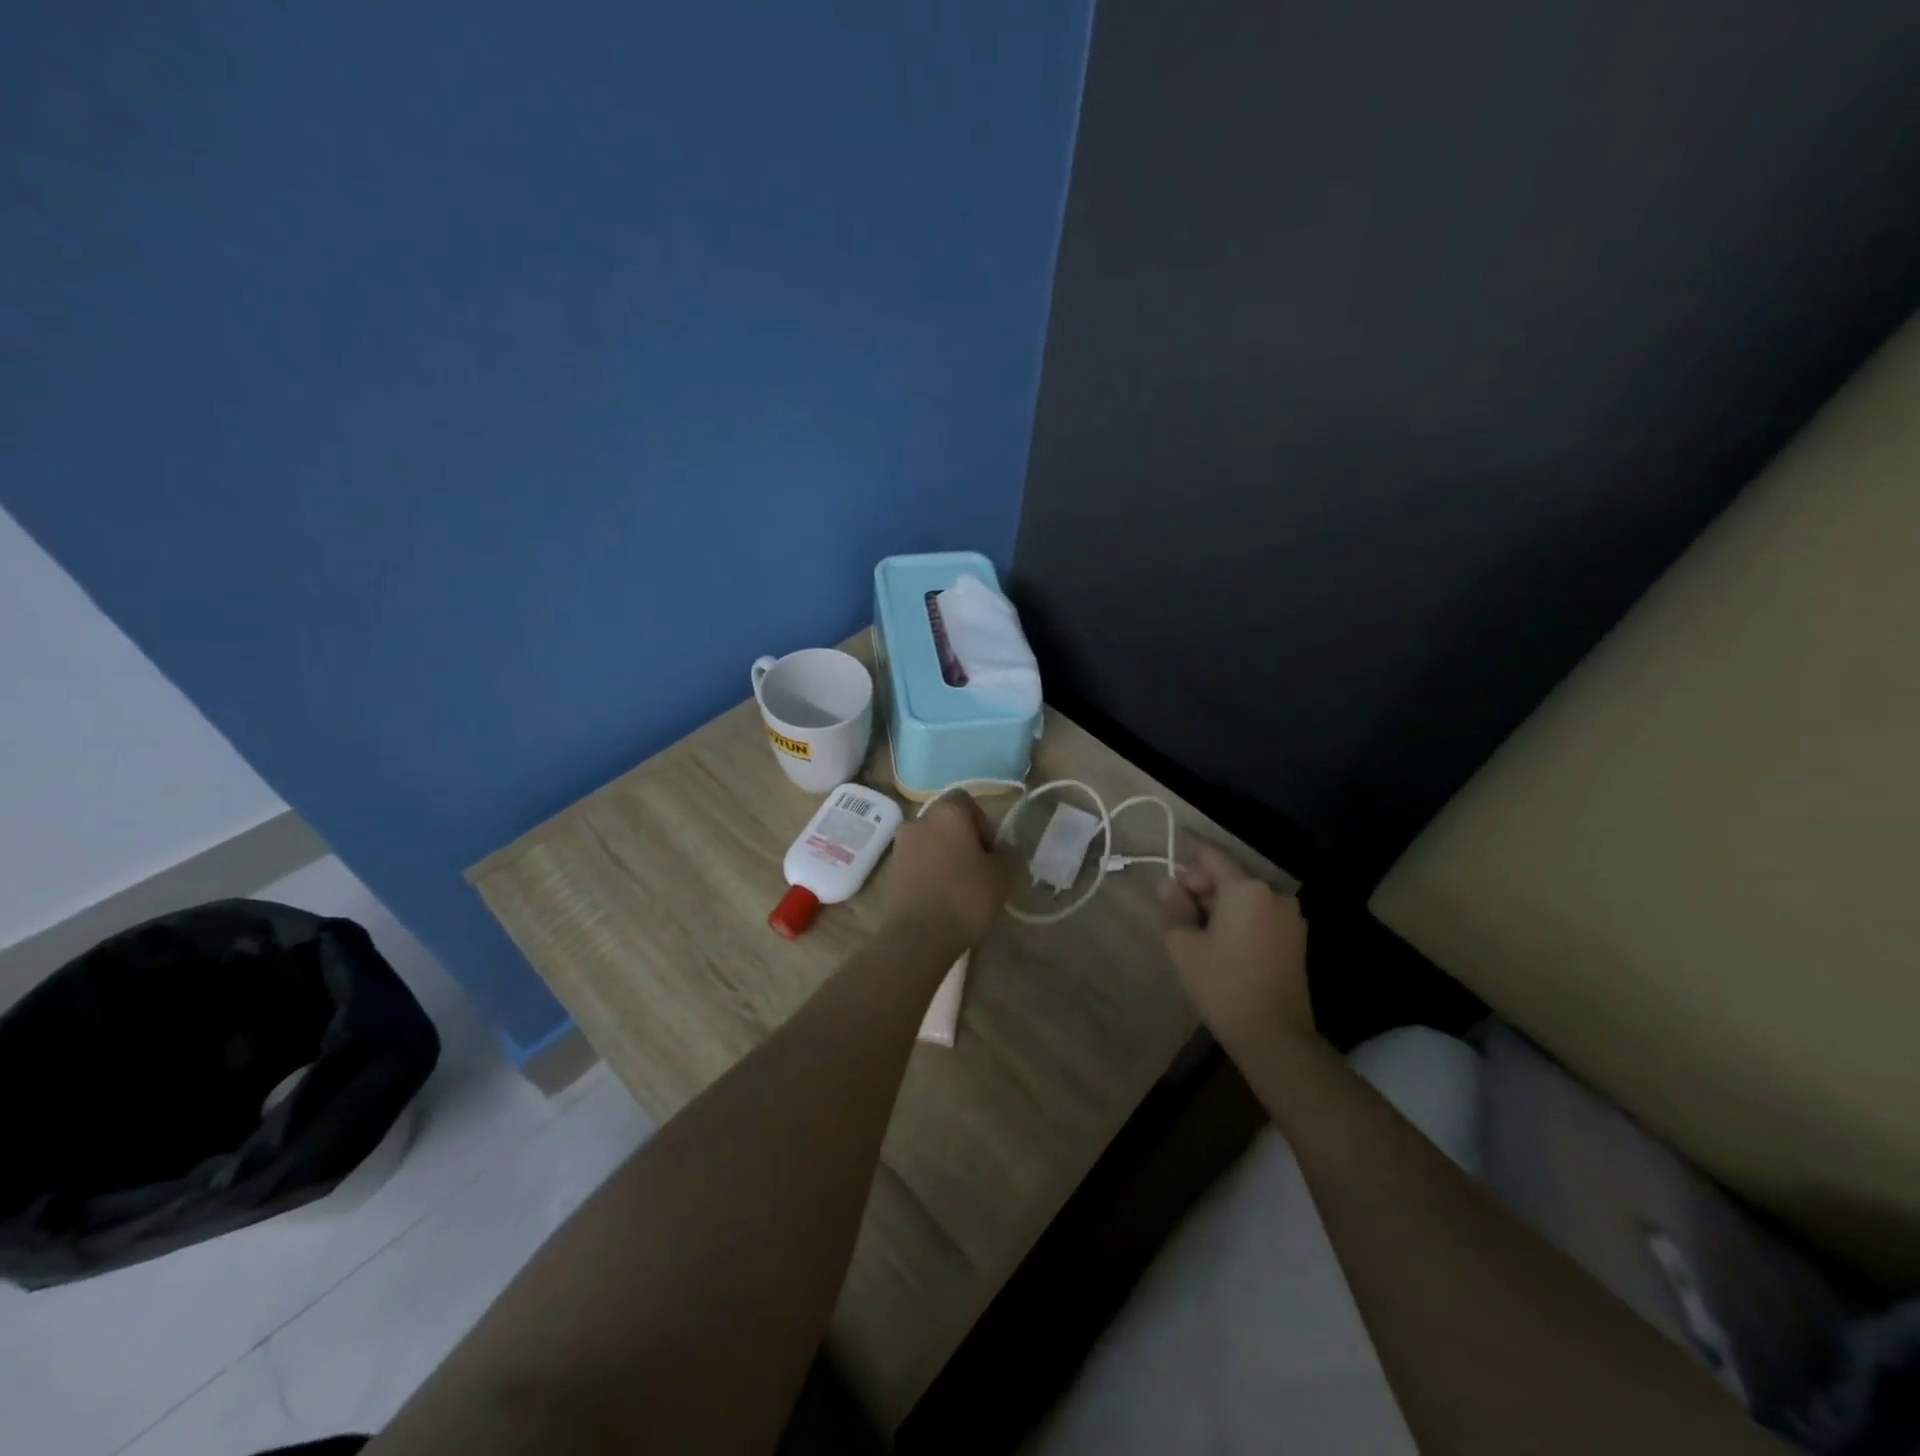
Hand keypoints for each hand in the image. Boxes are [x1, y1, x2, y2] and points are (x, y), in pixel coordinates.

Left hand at [884, 792, 1009, 947]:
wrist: (918, 935)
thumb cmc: (965, 897)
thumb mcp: (1001, 876)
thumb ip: (1007, 854)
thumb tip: (1003, 848)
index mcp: (947, 813)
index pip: (966, 801)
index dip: (982, 822)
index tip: (991, 850)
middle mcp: (919, 820)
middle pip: (946, 821)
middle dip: (963, 839)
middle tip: (980, 868)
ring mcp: (901, 845)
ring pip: (931, 841)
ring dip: (945, 855)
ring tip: (961, 885)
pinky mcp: (891, 870)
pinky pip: (918, 861)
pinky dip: (930, 871)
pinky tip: (942, 896)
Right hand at [1158, 842, 1314, 1059]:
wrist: (1274, 1037)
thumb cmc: (1223, 985)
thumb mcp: (1185, 944)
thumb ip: (1175, 907)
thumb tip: (1168, 885)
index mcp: (1247, 888)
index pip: (1210, 856)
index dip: (1185, 860)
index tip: (1166, 874)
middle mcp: (1274, 894)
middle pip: (1228, 877)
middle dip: (1199, 888)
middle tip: (1175, 912)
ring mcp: (1290, 917)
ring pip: (1243, 898)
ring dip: (1218, 906)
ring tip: (1195, 933)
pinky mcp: (1295, 940)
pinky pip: (1259, 916)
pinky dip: (1237, 920)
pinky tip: (1220, 945)